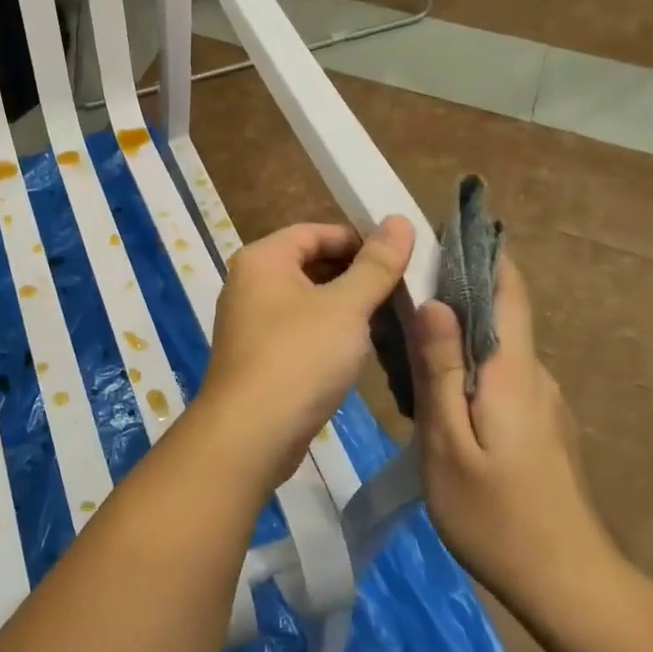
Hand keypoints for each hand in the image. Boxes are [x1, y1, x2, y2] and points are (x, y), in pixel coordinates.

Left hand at [195, 217, 415, 495]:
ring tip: (392, 319)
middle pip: (310, 263)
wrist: (251, 430)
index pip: (315, 231)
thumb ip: (375, 264)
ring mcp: (251, 320)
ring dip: (346, 306)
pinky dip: (329, 332)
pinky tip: (362, 349)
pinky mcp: (259, 354)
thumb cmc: (299, 356)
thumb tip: (399, 220)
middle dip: (356, 274)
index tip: (401, 258)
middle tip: (403, 291)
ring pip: (308, 299)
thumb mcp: (346, 306)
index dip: (359, 240)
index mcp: (262, 258)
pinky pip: (300, 329)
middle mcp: (249, 282)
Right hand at [408, 254, 627, 633]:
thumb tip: (434, 303)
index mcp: (513, 371)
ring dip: (451, 337)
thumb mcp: (448, 443)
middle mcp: (534, 376)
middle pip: (494, 316)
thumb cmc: (497, 515)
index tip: (443, 228)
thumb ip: (439, 370)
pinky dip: (462, 368)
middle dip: (448, 296)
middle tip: (392, 298)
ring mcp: (542, 403)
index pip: (507, 290)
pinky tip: (430, 394)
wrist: (571, 588)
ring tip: (398, 346)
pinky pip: (496, 378)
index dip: (480, 253)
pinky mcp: (540, 428)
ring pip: (491, 350)